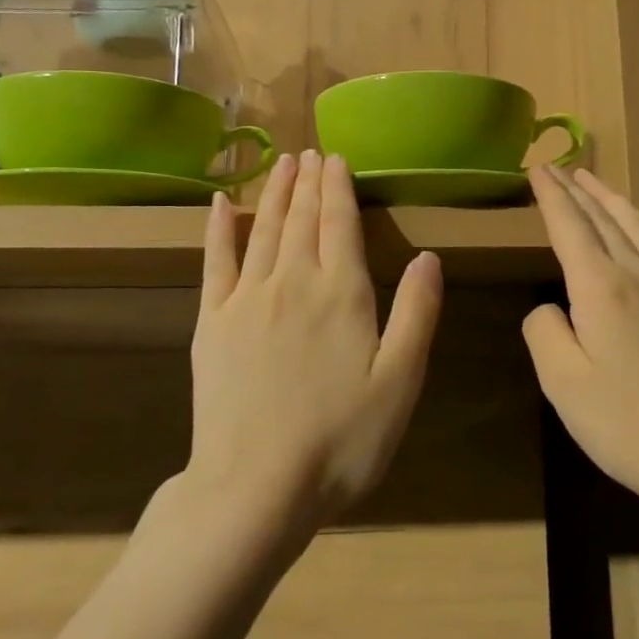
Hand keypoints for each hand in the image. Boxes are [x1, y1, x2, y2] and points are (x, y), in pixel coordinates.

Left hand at [189, 150, 442, 532]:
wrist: (254, 487)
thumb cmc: (340, 440)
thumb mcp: (399, 383)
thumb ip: (416, 314)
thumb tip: (428, 257)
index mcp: (341, 293)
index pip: (340, 223)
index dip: (339, 187)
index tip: (336, 158)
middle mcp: (293, 281)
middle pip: (302, 218)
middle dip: (308, 181)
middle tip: (310, 151)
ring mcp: (246, 298)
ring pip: (264, 229)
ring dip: (274, 192)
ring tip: (281, 162)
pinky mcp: (210, 321)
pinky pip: (214, 261)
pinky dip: (219, 228)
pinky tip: (222, 204)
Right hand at [523, 167, 638, 515]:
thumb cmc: (627, 424)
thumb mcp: (562, 383)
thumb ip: (545, 333)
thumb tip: (551, 309)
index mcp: (600, 288)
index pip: (569, 227)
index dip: (551, 196)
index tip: (537, 167)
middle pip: (604, 221)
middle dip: (578, 191)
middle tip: (558, 167)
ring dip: (617, 202)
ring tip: (596, 181)